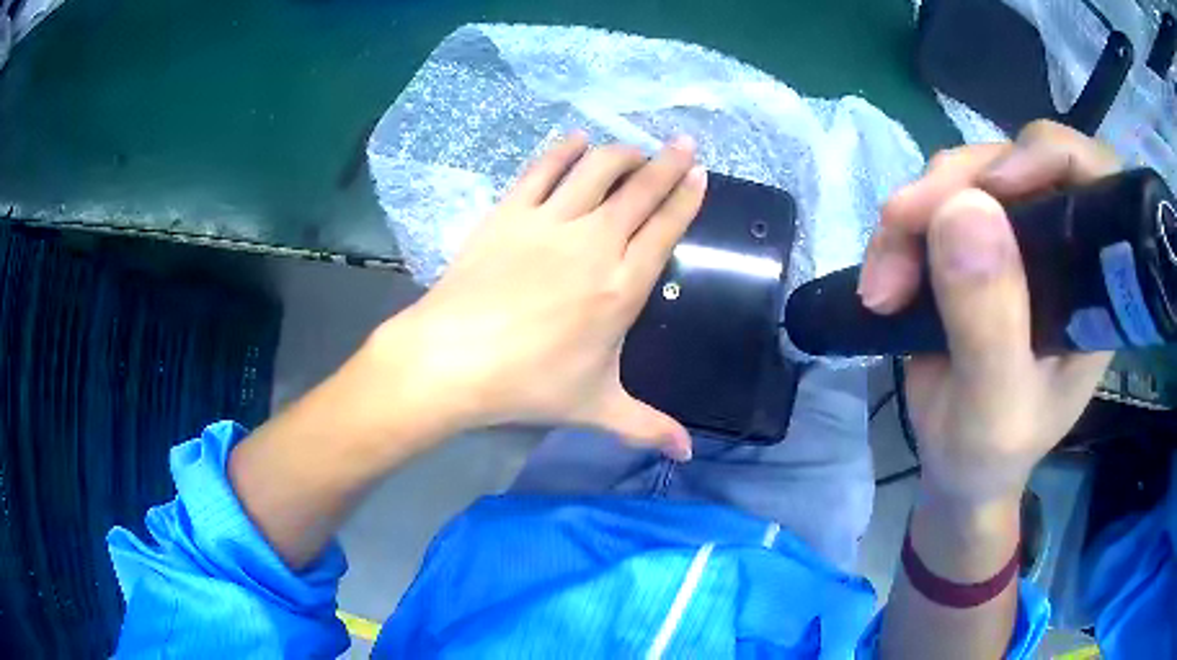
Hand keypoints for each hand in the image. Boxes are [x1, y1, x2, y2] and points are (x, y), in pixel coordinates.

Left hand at [365, 134, 705, 459]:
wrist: (452, 358)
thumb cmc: (529, 383)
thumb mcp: (596, 408)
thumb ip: (647, 427)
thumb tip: (687, 454)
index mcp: (623, 285)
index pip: (665, 228)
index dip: (686, 198)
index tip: (700, 174)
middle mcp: (595, 241)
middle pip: (640, 189)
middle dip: (667, 162)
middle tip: (682, 143)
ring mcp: (550, 221)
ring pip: (596, 169)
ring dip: (621, 153)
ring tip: (633, 149)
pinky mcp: (510, 212)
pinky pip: (543, 169)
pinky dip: (563, 150)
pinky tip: (576, 140)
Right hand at [859, 120, 1119, 506]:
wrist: (958, 467)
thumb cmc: (990, 453)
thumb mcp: (993, 408)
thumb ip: (989, 322)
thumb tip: (964, 209)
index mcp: (1093, 285)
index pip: (1095, 180)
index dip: (1050, 156)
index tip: (997, 188)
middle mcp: (1063, 246)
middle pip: (1016, 162)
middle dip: (955, 187)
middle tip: (902, 231)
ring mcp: (1019, 238)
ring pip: (968, 176)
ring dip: (916, 214)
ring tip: (885, 283)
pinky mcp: (979, 242)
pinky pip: (937, 201)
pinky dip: (903, 229)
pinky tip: (884, 275)